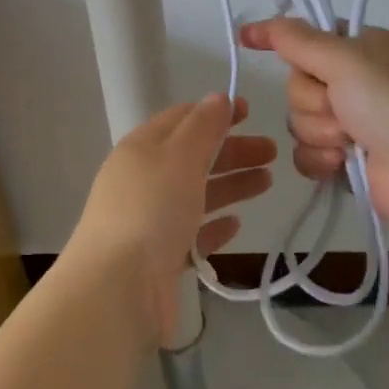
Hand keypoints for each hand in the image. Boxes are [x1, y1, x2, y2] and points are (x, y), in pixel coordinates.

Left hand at [66, 94, 274, 340]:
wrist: (117, 290)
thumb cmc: (151, 210)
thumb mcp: (179, 156)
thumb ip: (203, 126)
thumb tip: (218, 98)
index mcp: (141, 148)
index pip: (181, 119)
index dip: (215, 112)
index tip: (250, 111)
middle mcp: (143, 180)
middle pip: (193, 157)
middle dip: (232, 150)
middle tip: (272, 152)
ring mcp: (150, 221)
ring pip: (196, 194)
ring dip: (231, 184)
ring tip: (267, 182)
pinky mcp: (160, 258)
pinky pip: (192, 233)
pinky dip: (214, 225)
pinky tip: (236, 225)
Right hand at [239, 19, 388, 230]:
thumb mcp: (344, 58)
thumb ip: (298, 39)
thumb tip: (261, 22)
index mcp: (361, 49)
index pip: (307, 39)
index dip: (283, 41)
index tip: (247, 38)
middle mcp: (355, 82)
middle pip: (298, 85)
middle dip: (312, 101)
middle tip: (340, 107)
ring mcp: (352, 123)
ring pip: (299, 121)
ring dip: (320, 132)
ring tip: (350, 141)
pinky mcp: (345, 160)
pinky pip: (306, 153)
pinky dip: (321, 159)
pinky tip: (342, 163)